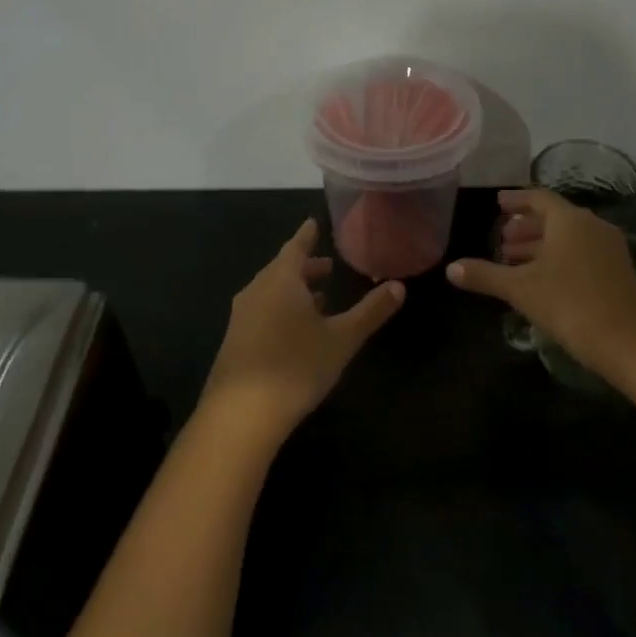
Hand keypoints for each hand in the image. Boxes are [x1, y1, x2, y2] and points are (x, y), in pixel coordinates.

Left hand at [201, 218, 404, 433]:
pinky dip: (282, 311)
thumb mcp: (342, 339)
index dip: (307, 236)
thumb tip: (399, 286)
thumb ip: (371, 311)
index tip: (313, 223)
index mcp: (280, 280)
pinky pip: (263, 314)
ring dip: (295, 291)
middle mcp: (256, 291)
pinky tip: (297, 331)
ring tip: (319, 298)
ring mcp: (241, 318)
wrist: (241, 413)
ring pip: (271, 293)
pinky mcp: (236, 343)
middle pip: (282, 270)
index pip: (295, 247)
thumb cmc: (296, 366)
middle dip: (305, 267)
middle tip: (328, 265)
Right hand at [446, 189, 635, 379]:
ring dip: (540, 245)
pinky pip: (581, 254)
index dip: (516, 199)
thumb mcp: (519, 289)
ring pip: (568, 238)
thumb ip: (484, 275)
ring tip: (514, 261)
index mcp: (569, 220)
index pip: (539, 198)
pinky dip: (557, 259)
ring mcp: (609, 250)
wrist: (629, 342)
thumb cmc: (569, 305)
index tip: (497, 203)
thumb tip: (451, 268)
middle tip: (501, 238)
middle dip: (525, 227)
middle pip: (554, 218)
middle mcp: (592, 227)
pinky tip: (541, 280)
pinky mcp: (617, 272)